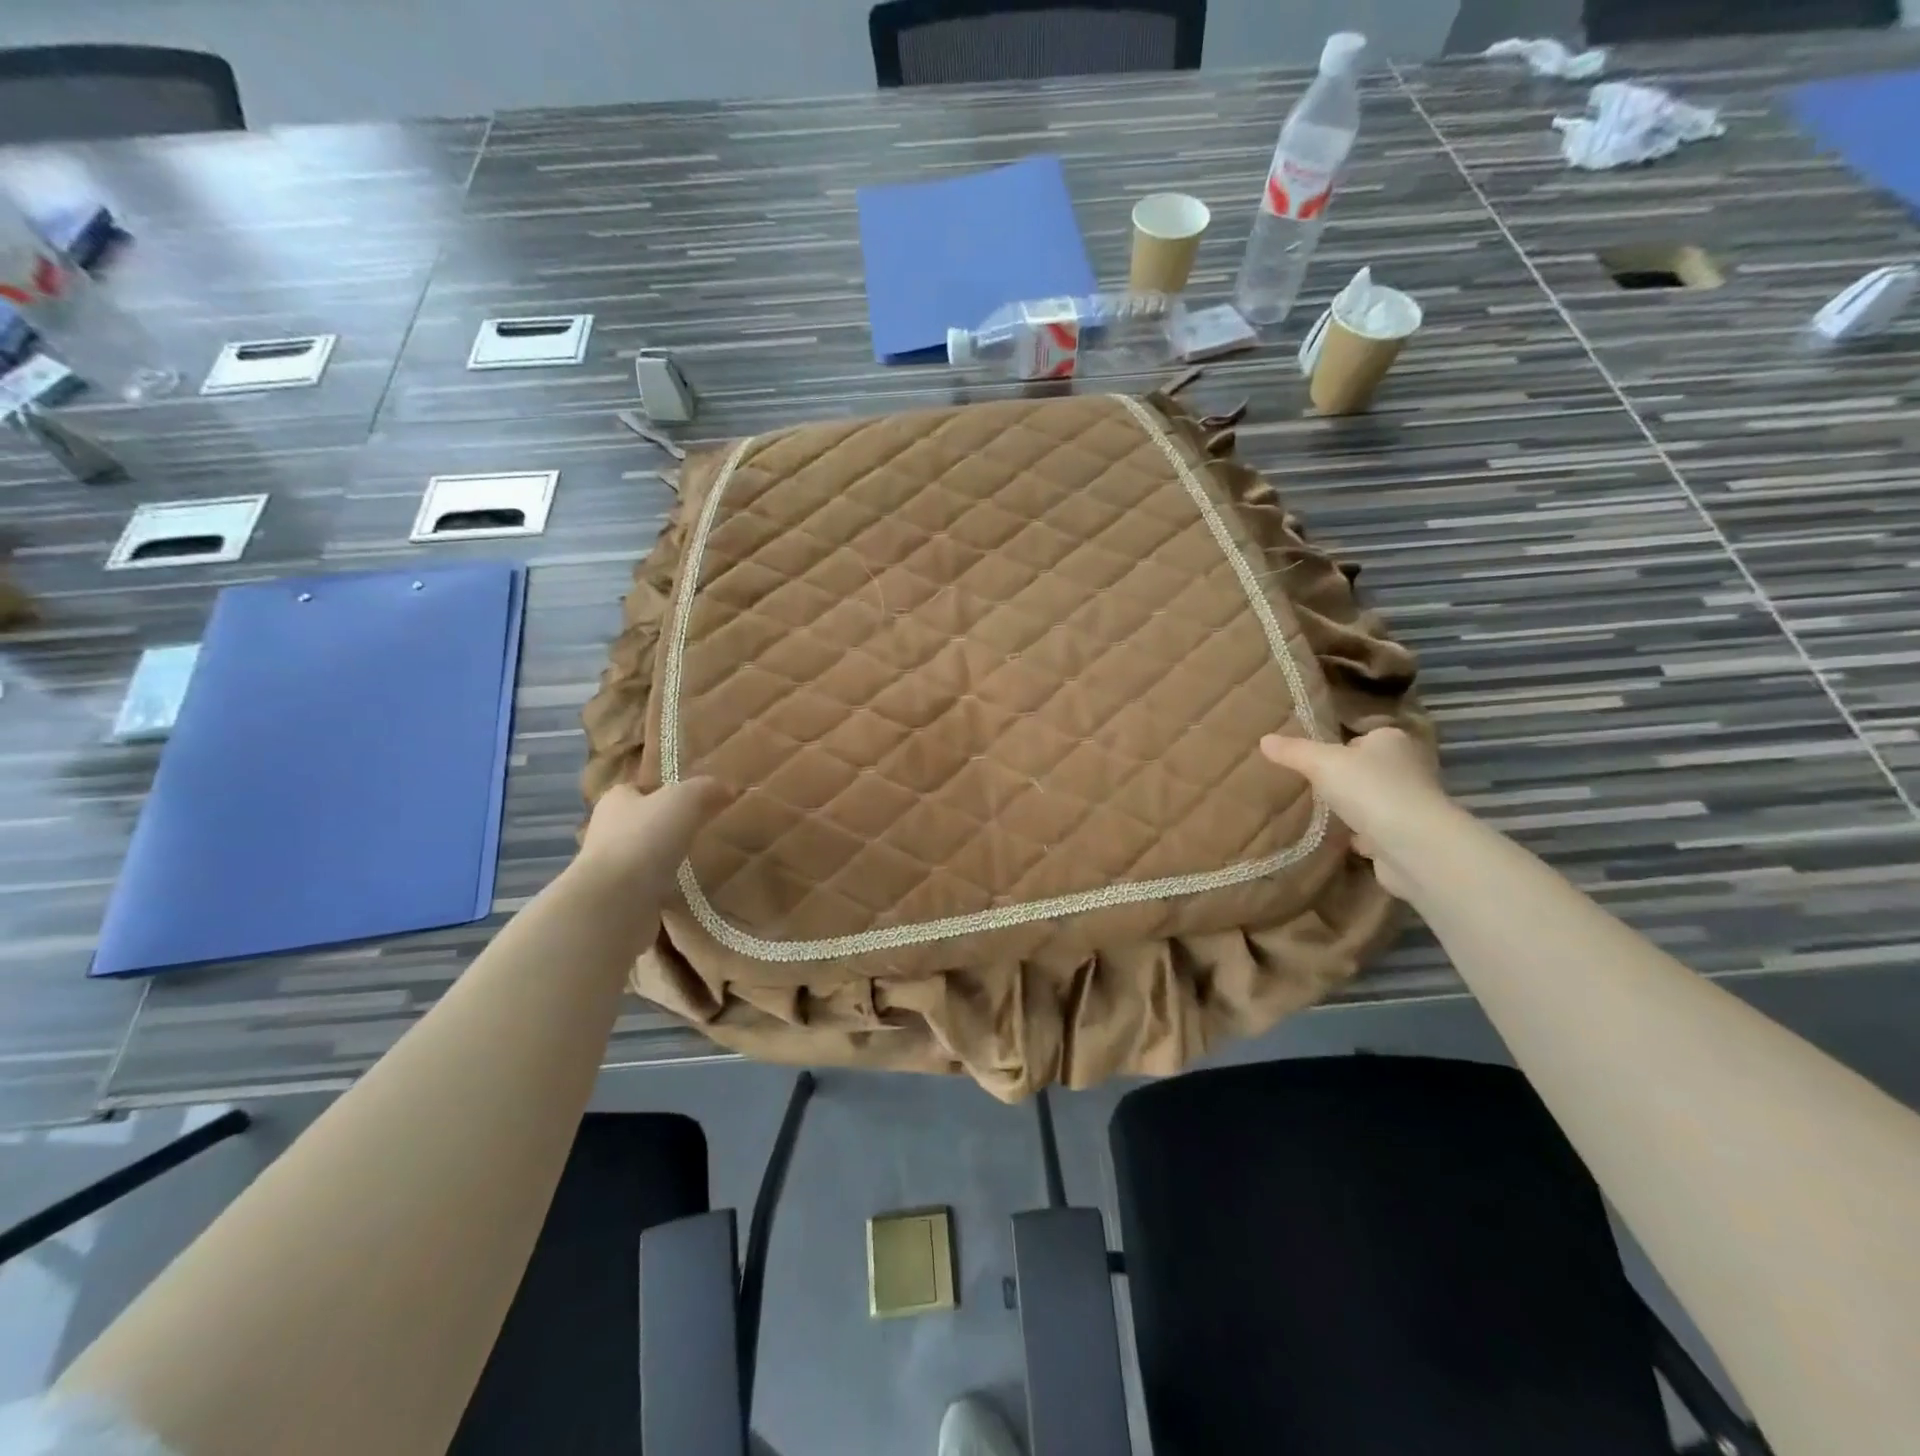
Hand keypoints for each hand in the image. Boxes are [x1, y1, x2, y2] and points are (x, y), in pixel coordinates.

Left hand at [574, 778, 730, 902]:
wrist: (614, 903)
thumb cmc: (645, 839)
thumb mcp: (684, 800)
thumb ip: (706, 789)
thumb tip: (728, 789)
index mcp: (616, 800)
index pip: (642, 789)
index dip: (668, 791)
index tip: (697, 802)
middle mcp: (608, 831)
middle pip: (645, 822)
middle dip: (670, 827)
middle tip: (707, 831)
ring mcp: (611, 868)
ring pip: (647, 857)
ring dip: (669, 860)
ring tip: (703, 862)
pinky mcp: (620, 900)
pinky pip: (650, 888)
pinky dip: (667, 888)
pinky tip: (690, 890)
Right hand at [1260, 728, 1455, 900]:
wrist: (1412, 845)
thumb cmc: (1369, 789)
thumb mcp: (1321, 763)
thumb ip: (1293, 752)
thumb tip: (1264, 739)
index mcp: (1392, 741)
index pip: (1364, 737)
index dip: (1341, 746)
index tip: (1315, 759)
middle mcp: (1408, 768)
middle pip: (1370, 768)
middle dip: (1346, 778)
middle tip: (1312, 786)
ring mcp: (1411, 804)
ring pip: (1375, 800)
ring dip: (1355, 807)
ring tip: (1322, 812)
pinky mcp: (1408, 837)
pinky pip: (1378, 831)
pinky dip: (1362, 835)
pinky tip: (1340, 839)